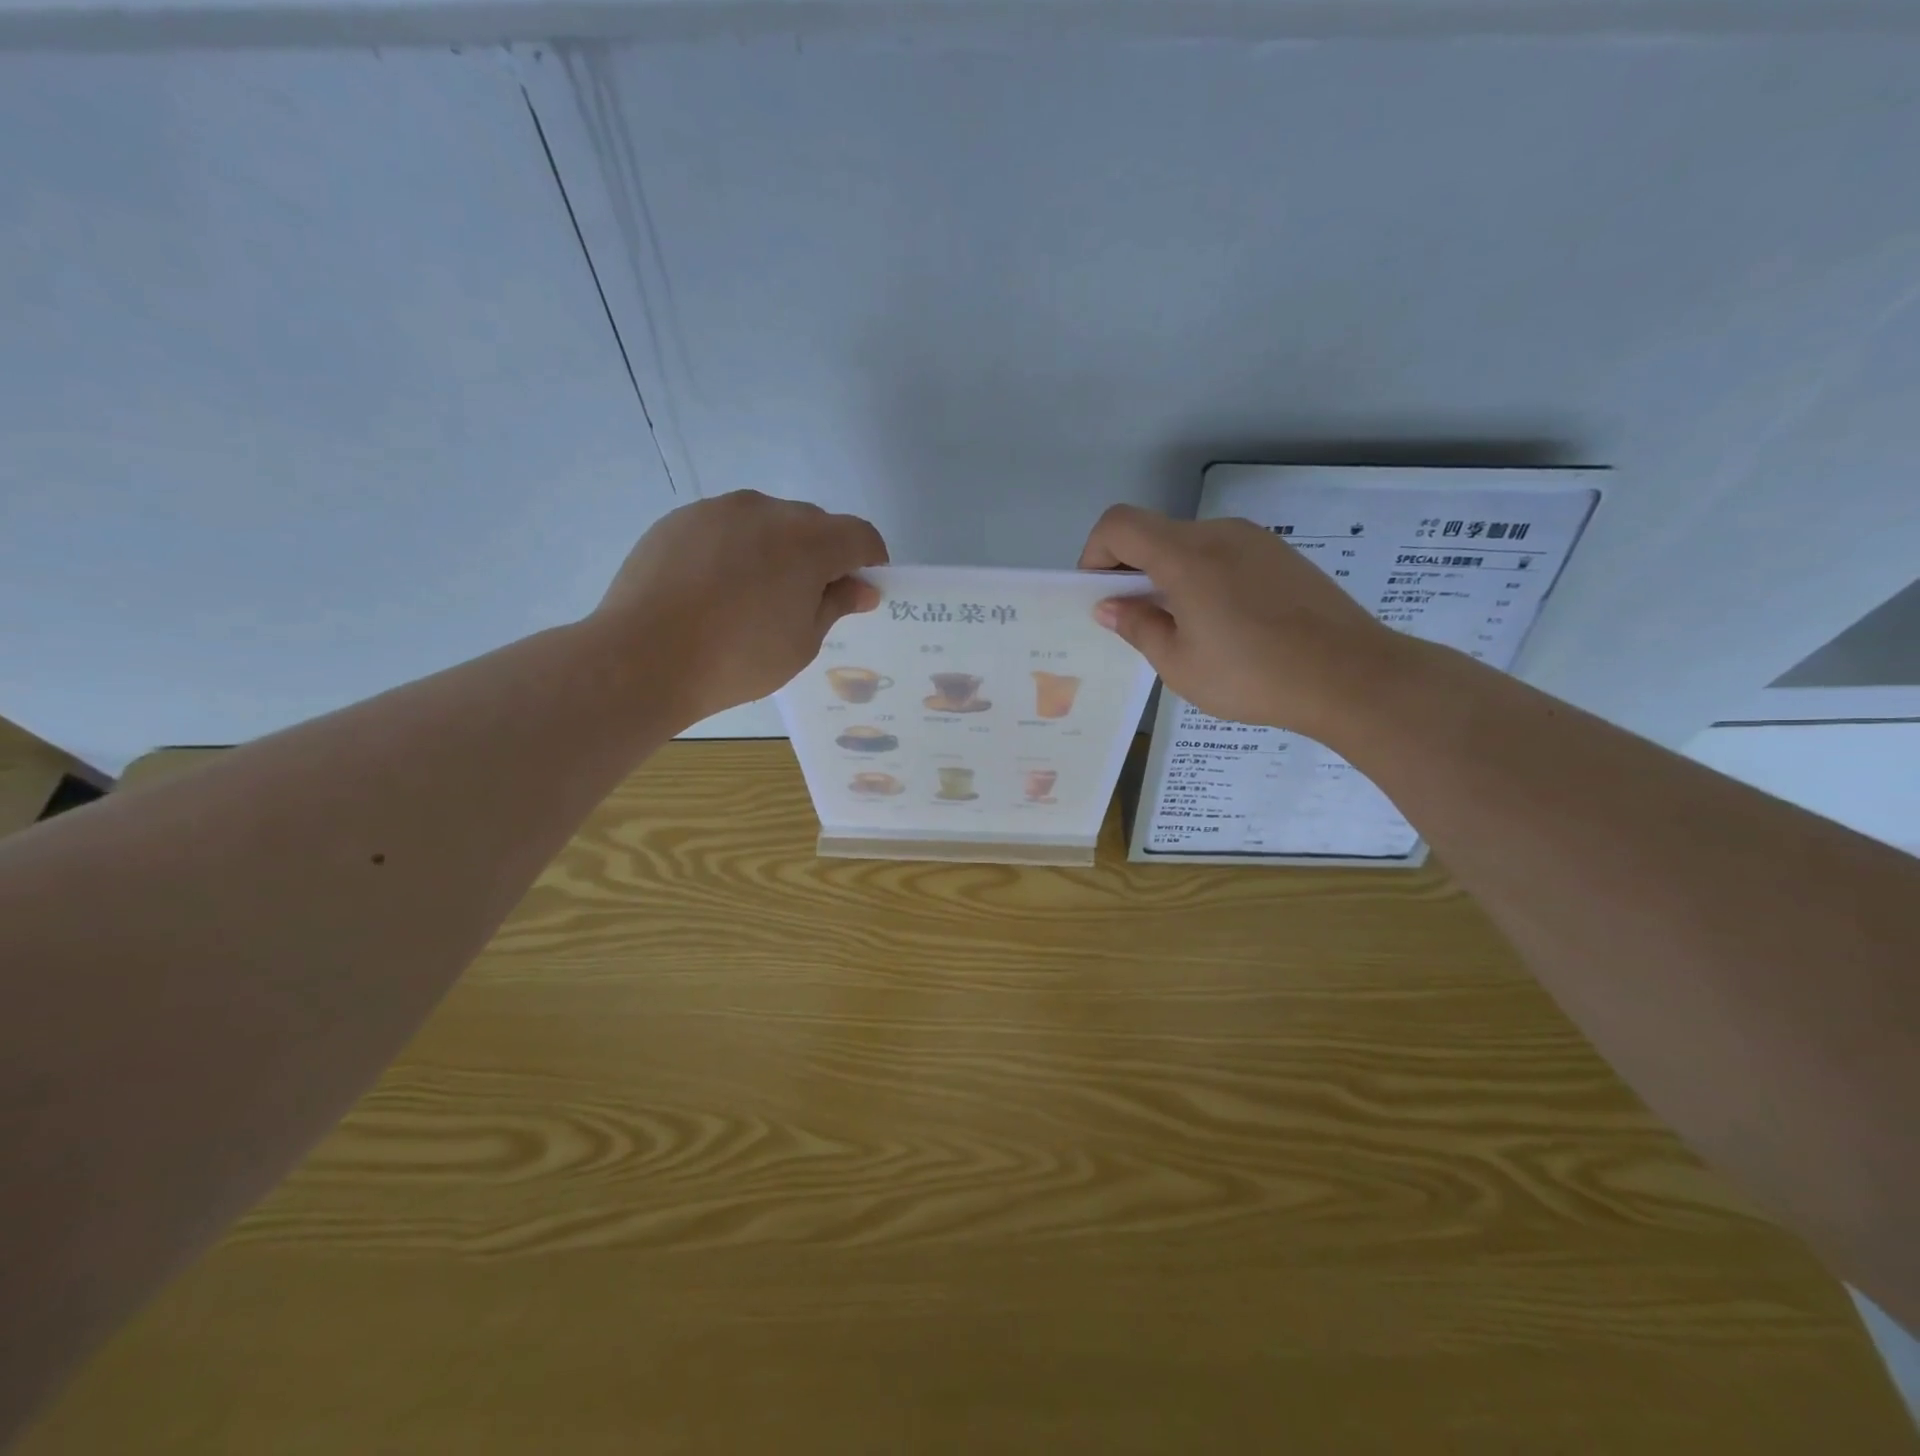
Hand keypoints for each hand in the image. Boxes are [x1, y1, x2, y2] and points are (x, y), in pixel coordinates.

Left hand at [591, 491, 888, 725]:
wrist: (643, 657)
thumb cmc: (736, 659)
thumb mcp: (801, 643)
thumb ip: (835, 605)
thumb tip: (861, 588)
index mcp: (808, 541)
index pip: (860, 535)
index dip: (869, 561)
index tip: (860, 590)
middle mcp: (767, 510)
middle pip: (814, 524)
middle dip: (822, 555)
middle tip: (804, 600)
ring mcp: (718, 509)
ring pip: (767, 521)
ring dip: (777, 549)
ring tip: (752, 595)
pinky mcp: (680, 518)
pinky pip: (726, 527)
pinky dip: (735, 549)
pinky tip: (714, 589)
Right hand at [1079, 504, 1405, 738]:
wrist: (1351, 676)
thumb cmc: (1252, 675)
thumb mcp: (1179, 663)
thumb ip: (1138, 626)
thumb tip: (1110, 605)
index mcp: (1186, 555)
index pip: (1119, 524)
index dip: (1095, 553)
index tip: (1101, 596)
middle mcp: (1219, 533)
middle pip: (1154, 533)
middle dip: (1131, 570)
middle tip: (1138, 621)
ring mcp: (1256, 540)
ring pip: (1189, 545)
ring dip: (1168, 575)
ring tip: (1185, 628)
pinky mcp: (1281, 555)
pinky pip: (1224, 555)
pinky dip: (1203, 577)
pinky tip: (1225, 624)